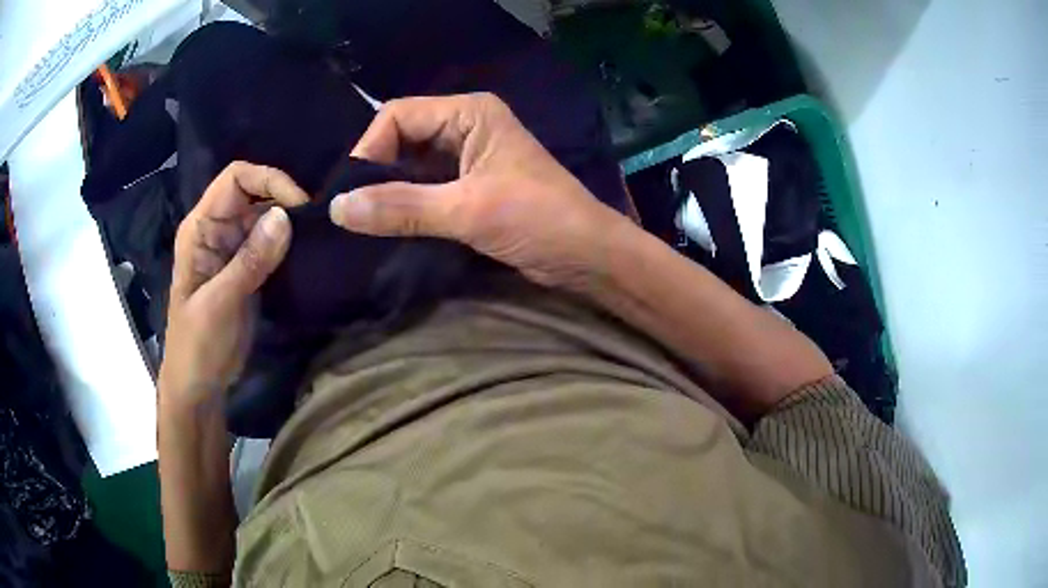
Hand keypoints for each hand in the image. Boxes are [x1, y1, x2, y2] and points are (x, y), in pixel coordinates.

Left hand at [159, 162, 307, 409]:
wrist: (198, 385)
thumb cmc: (197, 345)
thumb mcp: (220, 304)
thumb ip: (249, 261)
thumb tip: (286, 217)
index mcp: (200, 228)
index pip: (235, 179)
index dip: (267, 179)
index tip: (298, 204)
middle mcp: (217, 230)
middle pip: (253, 192)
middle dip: (283, 198)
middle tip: (315, 222)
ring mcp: (232, 249)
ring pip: (264, 216)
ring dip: (289, 221)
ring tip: (317, 234)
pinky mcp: (246, 268)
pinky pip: (270, 242)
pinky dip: (289, 242)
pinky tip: (306, 251)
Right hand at [328, 92, 631, 289]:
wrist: (588, 256)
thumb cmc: (539, 219)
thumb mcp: (468, 210)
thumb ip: (402, 206)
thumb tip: (338, 209)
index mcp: (469, 113)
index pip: (397, 116)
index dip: (369, 149)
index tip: (351, 193)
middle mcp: (465, 127)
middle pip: (400, 138)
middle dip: (375, 171)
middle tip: (352, 210)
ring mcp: (467, 158)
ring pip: (409, 166)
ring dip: (388, 191)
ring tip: (363, 221)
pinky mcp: (469, 188)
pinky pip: (423, 188)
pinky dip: (404, 204)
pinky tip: (387, 226)